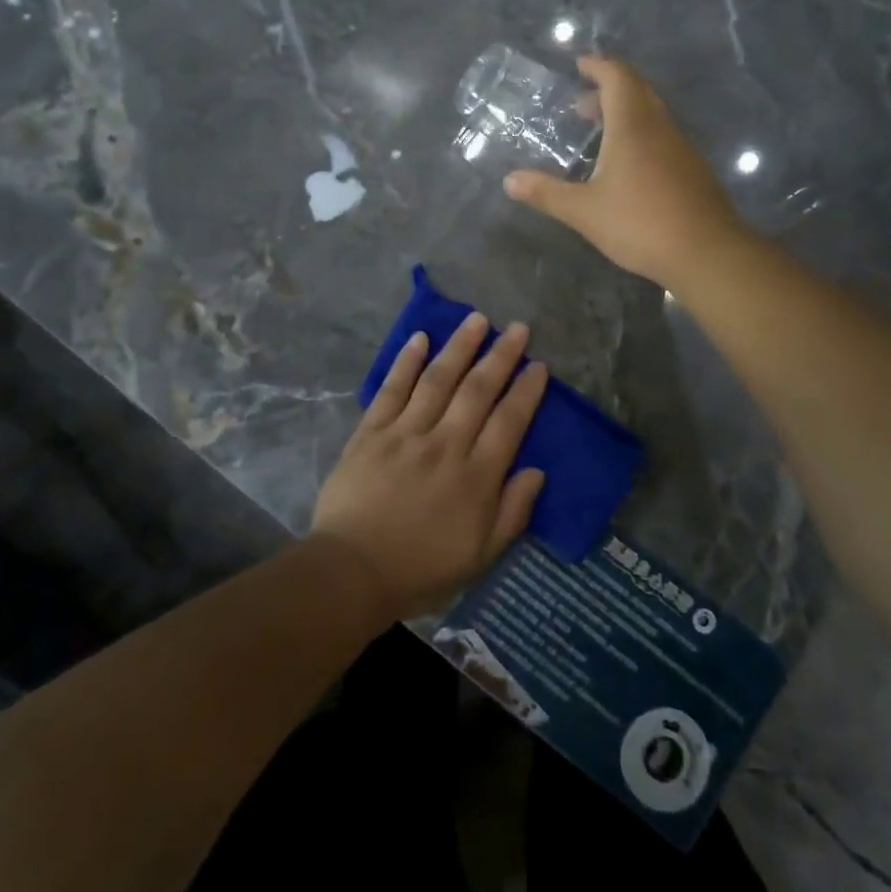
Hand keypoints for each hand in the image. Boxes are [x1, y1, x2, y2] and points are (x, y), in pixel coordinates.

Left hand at [312, 313, 548, 618]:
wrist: (352, 572)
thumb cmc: (421, 569)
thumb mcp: (480, 556)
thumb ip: (512, 512)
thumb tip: (536, 471)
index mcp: (475, 477)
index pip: (509, 422)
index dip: (526, 391)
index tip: (538, 365)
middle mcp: (445, 444)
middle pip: (477, 391)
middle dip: (501, 356)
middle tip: (517, 328)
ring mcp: (406, 433)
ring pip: (438, 380)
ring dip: (460, 347)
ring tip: (477, 319)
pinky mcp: (372, 431)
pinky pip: (392, 389)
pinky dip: (406, 362)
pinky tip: (420, 338)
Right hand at [503, 55, 746, 288]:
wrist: (706, 252)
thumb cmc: (640, 223)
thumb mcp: (584, 211)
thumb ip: (547, 193)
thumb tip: (509, 181)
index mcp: (633, 125)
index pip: (617, 76)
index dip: (598, 65)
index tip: (579, 64)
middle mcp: (660, 127)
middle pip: (637, 90)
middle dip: (608, 89)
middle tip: (580, 105)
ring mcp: (681, 148)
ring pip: (652, 115)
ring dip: (625, 114)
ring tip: (599, 135)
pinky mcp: (693, 170)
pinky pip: (663, 137)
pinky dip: (640, 135)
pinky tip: (627, 167)